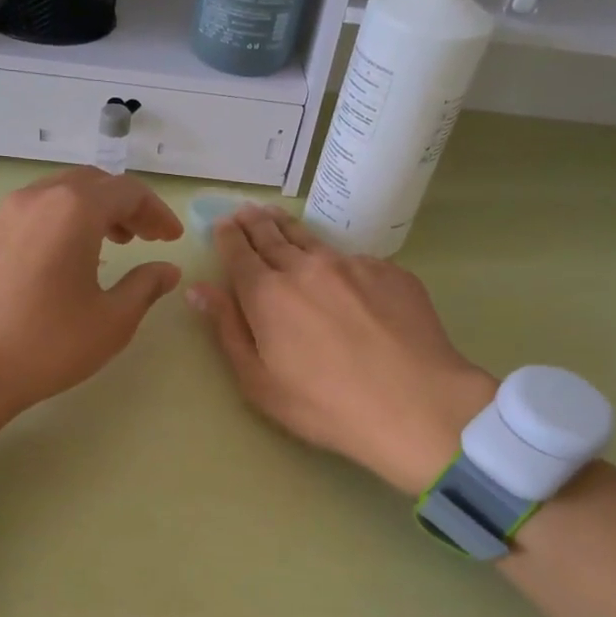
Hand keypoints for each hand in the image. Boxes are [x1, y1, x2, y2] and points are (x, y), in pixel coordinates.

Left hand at [0, 168, 183, 455]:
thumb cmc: (47, 345)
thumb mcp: (112, 321)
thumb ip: (145, 286)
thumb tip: (166, 270)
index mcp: (73, 210)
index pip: (127, 191)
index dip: (156, 211)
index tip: (171, 238)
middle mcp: (36, 199)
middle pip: (91, 183)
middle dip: (124, 206)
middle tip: (143, 238)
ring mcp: (1, 216)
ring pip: (57, 195)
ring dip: (90, 212)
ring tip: (108, 245)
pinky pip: (30, 215)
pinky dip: (58, 224)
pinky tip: (61, 262)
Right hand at [188, 205, 495, 493]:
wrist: (415, 404)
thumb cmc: (324, 404)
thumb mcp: (259, 381)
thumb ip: (228, 330)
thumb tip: (200, 290)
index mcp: (267, 294)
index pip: (239, 252)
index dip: (228, 237)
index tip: (222, 225)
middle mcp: (306, 267)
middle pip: (273, 236)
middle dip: (254, 223)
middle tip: (245, 211)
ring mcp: (351, 265)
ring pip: (312, 238)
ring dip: (288, 226)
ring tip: (277, 218)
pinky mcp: (389, 272)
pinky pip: (352, 258)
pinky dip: (334, 257)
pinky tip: (336, 267)